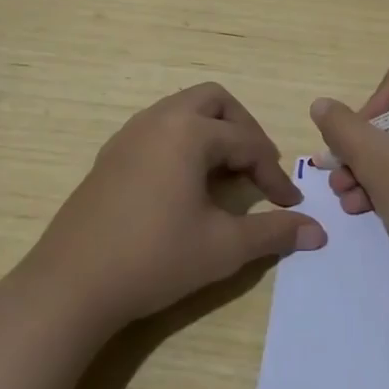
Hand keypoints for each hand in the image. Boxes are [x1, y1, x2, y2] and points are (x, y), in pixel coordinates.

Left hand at [28, 83, 326, 328]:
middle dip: (243, 129)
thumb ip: (274, 233)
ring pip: (182, 111)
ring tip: (225, 174)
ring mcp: (128, 135)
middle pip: (214, 102)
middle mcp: (158, 120)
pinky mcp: (110, 156)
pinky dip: (182, 143)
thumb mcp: (223, 247)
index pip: (247, 143)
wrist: (70, 286)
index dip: (274, 174)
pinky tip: (185, 185)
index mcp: (188, 132)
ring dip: (211, 133)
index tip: (289, 205)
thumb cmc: (154, 259)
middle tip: (256, 167)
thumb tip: (318, 231)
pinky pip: (158, 129)